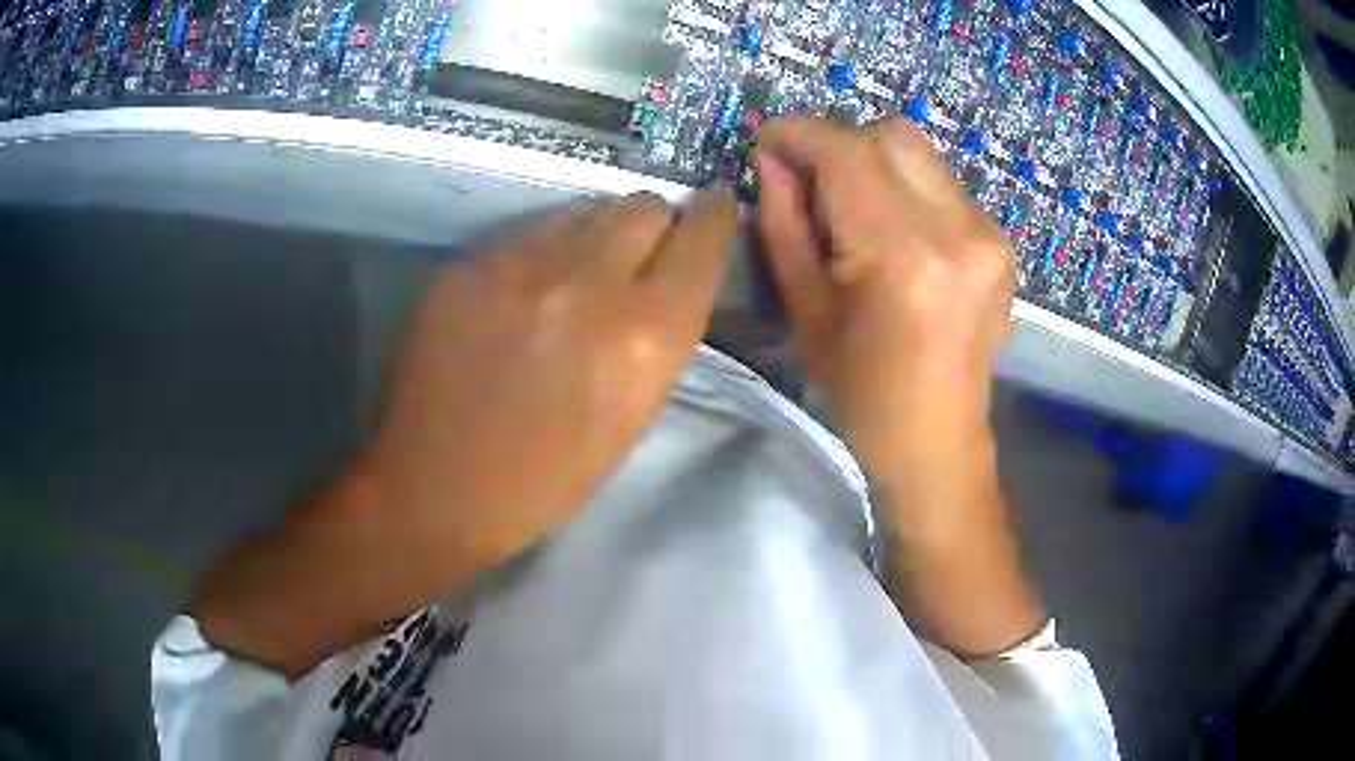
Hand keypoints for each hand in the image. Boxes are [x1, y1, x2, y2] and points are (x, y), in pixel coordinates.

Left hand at [371, 189, 737, 576]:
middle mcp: (588, 284)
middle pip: (642, 205)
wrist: (435, 489)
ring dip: (594, 237)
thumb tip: (664, 277)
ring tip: (572, 280)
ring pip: (583, 211)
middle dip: (652, 225)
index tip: (714, 210)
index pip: (701, 240)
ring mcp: (518, 266)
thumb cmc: (546, 479)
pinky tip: (518, 298)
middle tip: (637, 257)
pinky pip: (527, 235)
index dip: (715, 219)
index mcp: (643, 338)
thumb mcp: (633, 416)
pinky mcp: (468, 264)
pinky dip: (540, 256)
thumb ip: (658, 335)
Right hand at [755, 116, 1041, 656]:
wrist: (937, 441)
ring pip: (920, 153)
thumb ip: (785, 220)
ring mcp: (989, 234)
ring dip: (876, 165)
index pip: (845, 151)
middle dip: (840, 144)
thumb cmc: (860, 391)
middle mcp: (957, 229)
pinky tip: (898, 236)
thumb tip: (771, 158)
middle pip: (891, 135)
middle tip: (812, 182)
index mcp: (902, 254)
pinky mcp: (1001, 242)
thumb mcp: (805, 307)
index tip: (767, 139)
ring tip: (856, 212)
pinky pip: (944, 184)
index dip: (798, 133)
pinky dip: (908, 189)